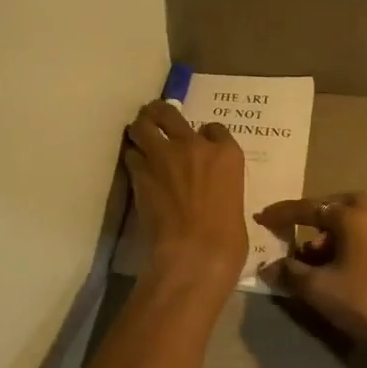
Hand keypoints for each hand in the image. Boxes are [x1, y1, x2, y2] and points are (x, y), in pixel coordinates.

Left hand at [124, 100, 248, 288]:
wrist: (195, 254)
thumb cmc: (228, 239)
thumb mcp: (235, 203)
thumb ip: (221, 186)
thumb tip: (211, 191)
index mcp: (227, 154)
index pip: (214, 128)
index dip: (204, 133)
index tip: (199, 141)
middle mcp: (194, 145)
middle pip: (170, 113)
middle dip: (160, 113)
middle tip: (155, 118)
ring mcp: (164, 156)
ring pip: (143, 126)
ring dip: (140, 129)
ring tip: (138, 134)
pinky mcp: (141, 173)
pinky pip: (132, 154)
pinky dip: (132, 157)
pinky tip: (135, 164)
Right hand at [255, 192, 366, 367]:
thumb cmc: (364, 301)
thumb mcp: (318, 289)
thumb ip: (290, 273)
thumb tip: (269, 268)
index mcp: (353, 216)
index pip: (309, 208)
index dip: (282, 214)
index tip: (261, 218)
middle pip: (336, 207)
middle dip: (313, 217)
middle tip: (295, 231)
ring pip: (352, 223)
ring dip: (329, 235)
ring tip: (310, 260)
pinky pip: (365, 238)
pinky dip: (346, 245)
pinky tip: (335, 270)